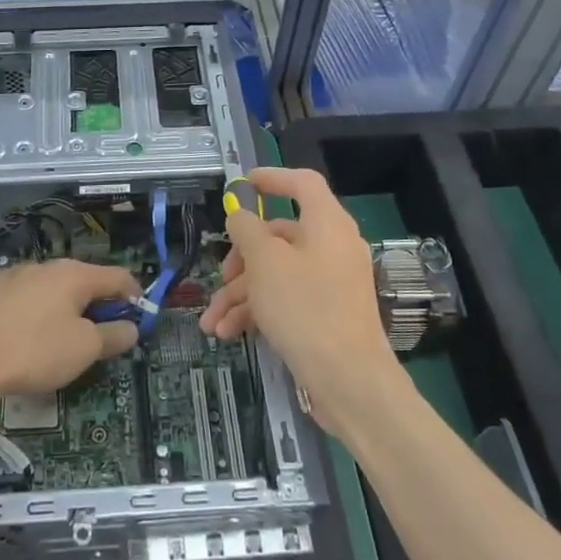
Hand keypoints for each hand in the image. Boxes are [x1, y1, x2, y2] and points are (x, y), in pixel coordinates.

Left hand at [0, 259, 142, 398]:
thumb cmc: (38, 351)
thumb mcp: (85, 349)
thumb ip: (114, 335)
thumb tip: (131, 327)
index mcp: (76, 274)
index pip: (118, 276)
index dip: (135, 294)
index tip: (140, 315)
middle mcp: (49, 266)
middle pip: (86, 279)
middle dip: (100, 302)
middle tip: (105, 331)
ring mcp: (19, 275)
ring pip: (56, 286)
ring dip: (69, 304)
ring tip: (69, 333)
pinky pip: (30, 295)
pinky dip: (40, 307)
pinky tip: (34, 328)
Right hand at [200, 166, 400, 424]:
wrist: (349, 381)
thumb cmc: (305, 308)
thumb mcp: (265, 263)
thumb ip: (247, 230)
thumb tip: (240, 214)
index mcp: (327, 224)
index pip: (303, 184)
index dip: (273, 178)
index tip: (243, 184)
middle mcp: (333, 247)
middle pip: (280, 236)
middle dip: (241, 257)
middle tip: (221, 275)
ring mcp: (331, 283)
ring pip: (277, 273)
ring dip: (240, 294)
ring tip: (211, 322)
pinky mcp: (326, 314)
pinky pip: (287, 299)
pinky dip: (258, 312)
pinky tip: (228, 333)